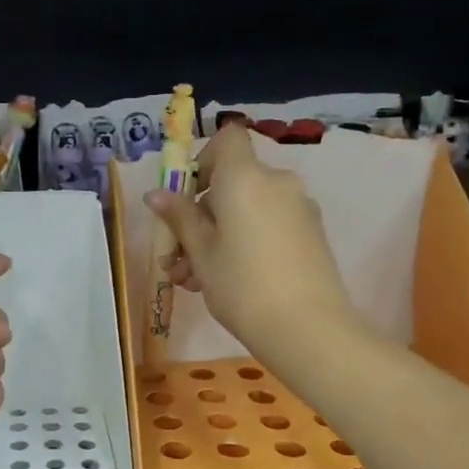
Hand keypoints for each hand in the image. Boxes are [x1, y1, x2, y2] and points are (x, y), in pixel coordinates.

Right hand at [144, 124, 353, 347]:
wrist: (307, 329)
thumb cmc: (242, 284)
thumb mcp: (201, 252)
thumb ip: (180, 217)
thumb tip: (157, 194)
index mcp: (246, 177)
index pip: (227, 139)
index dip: (204, 160)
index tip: (187, 198)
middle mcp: (277, 182)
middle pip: (233, 183)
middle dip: (200, 216)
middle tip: (176, 258)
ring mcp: (299, 209)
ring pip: (248, 210)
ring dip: (218, 237)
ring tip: (192, 280)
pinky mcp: (311, 235)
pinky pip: (268, 226)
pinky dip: (245, 243)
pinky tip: (225, 282)